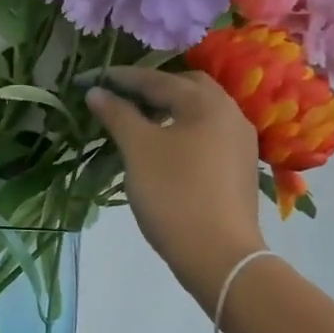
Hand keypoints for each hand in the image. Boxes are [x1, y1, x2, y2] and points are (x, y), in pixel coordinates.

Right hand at [84, 67, 265, 301]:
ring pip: (199, 114)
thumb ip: (117, 115)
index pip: (159, 80)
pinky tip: (163, 150)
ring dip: (168, 111)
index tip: (94, 78)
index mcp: (208, 103)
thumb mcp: (138, 149)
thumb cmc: (174, 193)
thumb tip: (96, 92)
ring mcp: (240, 143)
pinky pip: (206, 136)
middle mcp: (231, 115)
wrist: (218, 254)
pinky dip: (182, 132)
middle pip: (188, 89)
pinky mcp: (239, 169)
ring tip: (138, 123)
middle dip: (153, 89)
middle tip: (122, 98)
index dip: (123, 78)